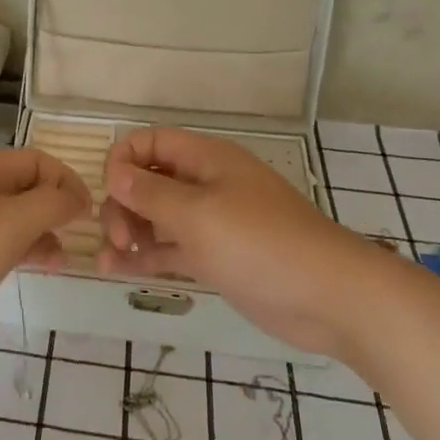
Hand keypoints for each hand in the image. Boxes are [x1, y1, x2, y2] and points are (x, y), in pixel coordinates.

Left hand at [0, 148, 91, 351]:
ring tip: (58, 262)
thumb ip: (51, 204)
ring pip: (9, 216)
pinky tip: (26, 271)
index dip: (68, 181)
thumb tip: (75, 197)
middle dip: (55, 209)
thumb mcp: (12, 222)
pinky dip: (15, 250)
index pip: (38, 160)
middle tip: (78, 240)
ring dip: (38, 233)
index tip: (90, 215)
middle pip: (24, 186)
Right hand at [97, 127, 406, 355]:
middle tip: (120, 237)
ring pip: (155, 216)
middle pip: (148, 180)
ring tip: (110, 257)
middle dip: (124, 203)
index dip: (123, 160)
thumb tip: (114, 173)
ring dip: (128, 231)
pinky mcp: (215, 258)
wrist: (330, 298)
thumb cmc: (261, 243)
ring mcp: (210, 223)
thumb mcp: (198, 214)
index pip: (151, 142)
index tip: (110, 191)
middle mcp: (205, 185)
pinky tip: (115, 270)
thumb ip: (150, 193)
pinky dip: (144, 256)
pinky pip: (169, 249)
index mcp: (206, 159)